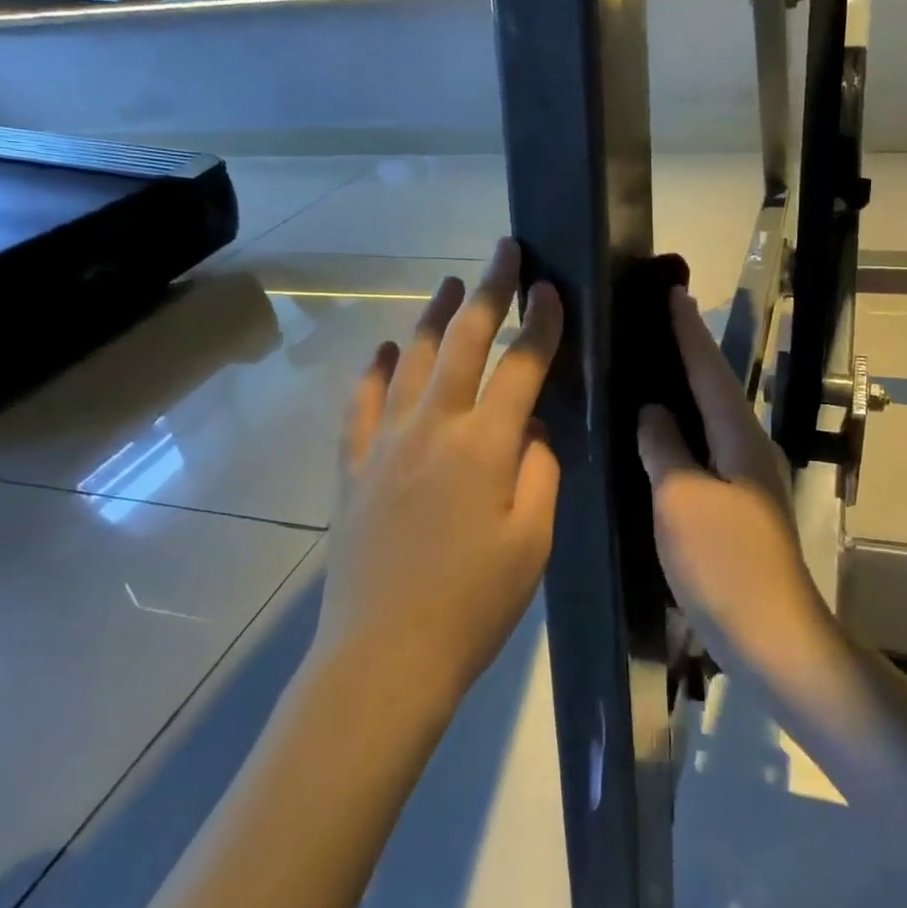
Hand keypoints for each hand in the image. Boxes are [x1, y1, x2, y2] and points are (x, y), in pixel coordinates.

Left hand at [321, 239, 564, 705]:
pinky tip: (386, 349)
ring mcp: (386, 442)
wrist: (384, 656)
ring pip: (414, 359)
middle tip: (505, 251)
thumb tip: (533, 426)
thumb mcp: (533, 538)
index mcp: (486, 445)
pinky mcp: (354, 465)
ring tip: (452, 283)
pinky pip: (364, 402)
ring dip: (437, 316)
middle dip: (491, 290)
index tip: (552, 286)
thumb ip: (541, 469)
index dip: (542, 322)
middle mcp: (433, 427)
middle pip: (467, 342)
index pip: (522, 364)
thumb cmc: (474, 603)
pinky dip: (377, 369)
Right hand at [636, 289, 828, 660]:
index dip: (689, 331)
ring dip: (687, 390)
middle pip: (715, 389)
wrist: (771, 635)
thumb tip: (653, 411)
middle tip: (658, 321)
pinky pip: (706, 452)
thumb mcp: (682, 499)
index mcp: (739, 438)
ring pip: (711, 421)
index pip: (709, 370)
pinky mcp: (737, 508)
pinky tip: (662, 436)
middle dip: (689, 352)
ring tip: (653, 366)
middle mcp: (748, 450)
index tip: (674, 291)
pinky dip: (684, 432)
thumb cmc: (724, 562)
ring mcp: (746, 481)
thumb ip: (665, 449)